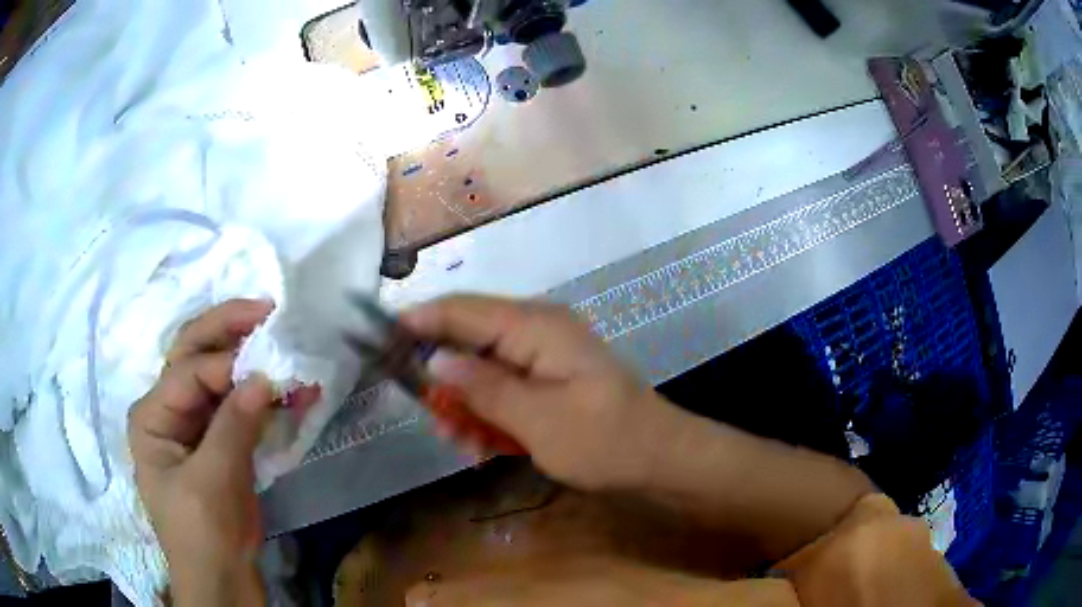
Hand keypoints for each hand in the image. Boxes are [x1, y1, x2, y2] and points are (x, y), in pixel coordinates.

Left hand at [128, 300, 316, 605]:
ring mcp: (195, 423)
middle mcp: (169, 408)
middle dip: (229, 330)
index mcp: (152, 414)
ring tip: (283, 343)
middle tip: (267, 310)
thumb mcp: (211, 482)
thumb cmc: (201, 532)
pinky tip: (288, 389)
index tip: (269, 366)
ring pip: (221, 377)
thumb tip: (264, 377)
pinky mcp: (220, 440)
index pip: (189, 372)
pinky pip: (240, 406)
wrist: (221, 577)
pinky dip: (264, 396)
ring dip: (252, 362)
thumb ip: (233, 427)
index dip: (227, 365)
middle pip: (196, 355)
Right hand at [401, 295, 681, 490]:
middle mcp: (537, 329)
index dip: (419, 321)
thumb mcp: (538, 420)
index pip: (462, 310)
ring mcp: (545, 354)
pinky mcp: (549, 378)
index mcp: (536, 326)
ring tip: (462, 442)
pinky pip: (505, 386)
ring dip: (466, 403)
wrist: (659, 458)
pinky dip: (489, 412)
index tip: (380, 341)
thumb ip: (483, 387)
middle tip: (431, 416)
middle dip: (444, 377)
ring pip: (483, 367)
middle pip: (469, 338)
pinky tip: (484, 445)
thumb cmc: (604, 441)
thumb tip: (434, 359)